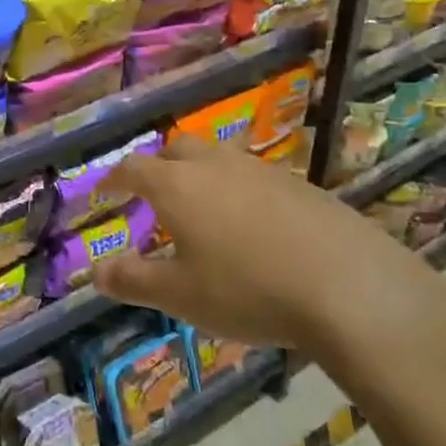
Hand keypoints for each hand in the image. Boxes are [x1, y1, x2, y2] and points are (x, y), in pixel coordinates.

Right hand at [90, 138, 445, 397]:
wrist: (349, 287)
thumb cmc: (248, 290)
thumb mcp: (181, 296)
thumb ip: (133, 281)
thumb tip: (96, 272)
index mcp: (177, 185)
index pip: (133, 169)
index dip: (114, 179)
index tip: (104, 192)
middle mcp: (215, 165)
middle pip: (176, 149)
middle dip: (157, 167)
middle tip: (152, 196)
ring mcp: (261, 170)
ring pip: (217, 159)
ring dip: (200, 175)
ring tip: (202, 211)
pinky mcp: (299, 184)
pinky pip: (253, 177)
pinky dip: (238, 191)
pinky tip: (252, 226)